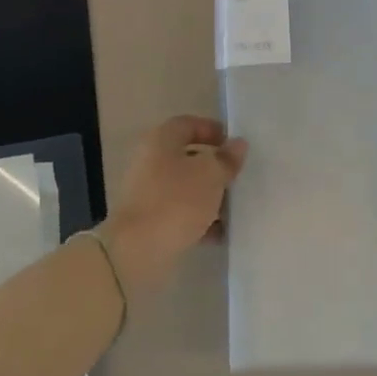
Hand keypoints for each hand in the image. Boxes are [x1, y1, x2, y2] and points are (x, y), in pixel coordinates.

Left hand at [99, 116, 247, 302]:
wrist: (137, 250)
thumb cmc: (176, 201)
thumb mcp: (210, 174)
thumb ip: (226, 159)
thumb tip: (237, 145)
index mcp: (161, 141)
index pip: (188, 124)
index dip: (212, 130)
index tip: (235, 146)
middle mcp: (150, 161)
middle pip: (188, 157)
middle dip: (215, 168)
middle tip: (239, 177)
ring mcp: (148, 193)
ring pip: (186, 188)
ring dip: (210, 196)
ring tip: (235, 208)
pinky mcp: (150, 221)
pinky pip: (180, 214)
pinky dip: (199, 220)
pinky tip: (220, 233)